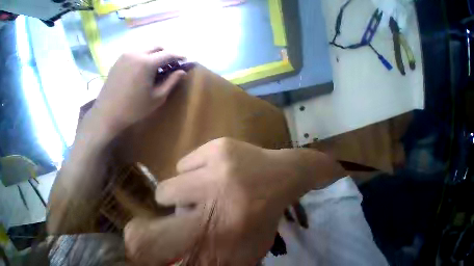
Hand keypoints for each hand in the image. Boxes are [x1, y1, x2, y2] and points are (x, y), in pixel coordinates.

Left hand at [89, 47, 185, 137]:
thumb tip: (182, 72)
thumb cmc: (138, 106)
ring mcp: (124, 56)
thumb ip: (172, 81)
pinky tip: (150, 70)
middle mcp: (135, 54)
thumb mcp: (159, 95)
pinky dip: (147, 57)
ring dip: (157, 55)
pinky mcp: (119, 60)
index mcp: (146, 63)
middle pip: (156, 47)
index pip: (167, 54)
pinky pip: (137, 53)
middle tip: (175, 66)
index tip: (186, 59)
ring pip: (146, 48)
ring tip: (163, 69)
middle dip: (168, 54)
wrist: (109, 112)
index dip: (178, 56)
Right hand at [124, 138, 344, 264]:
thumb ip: (209, 261)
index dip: (141, 247)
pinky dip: (196, 167)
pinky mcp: (219, 146)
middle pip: (157, 206)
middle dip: (156, 215)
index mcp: (219, 233)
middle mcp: (214, 197)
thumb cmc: (263, 211)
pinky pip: (187, 161)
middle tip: (178, 209)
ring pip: (170, 183)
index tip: (139, 243)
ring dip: (183, 188)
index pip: (156, 248)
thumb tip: (176, 259)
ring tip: (205, 184)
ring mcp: (217, 165)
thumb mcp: (243, 249)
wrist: (280, 173)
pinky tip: (215, 167)